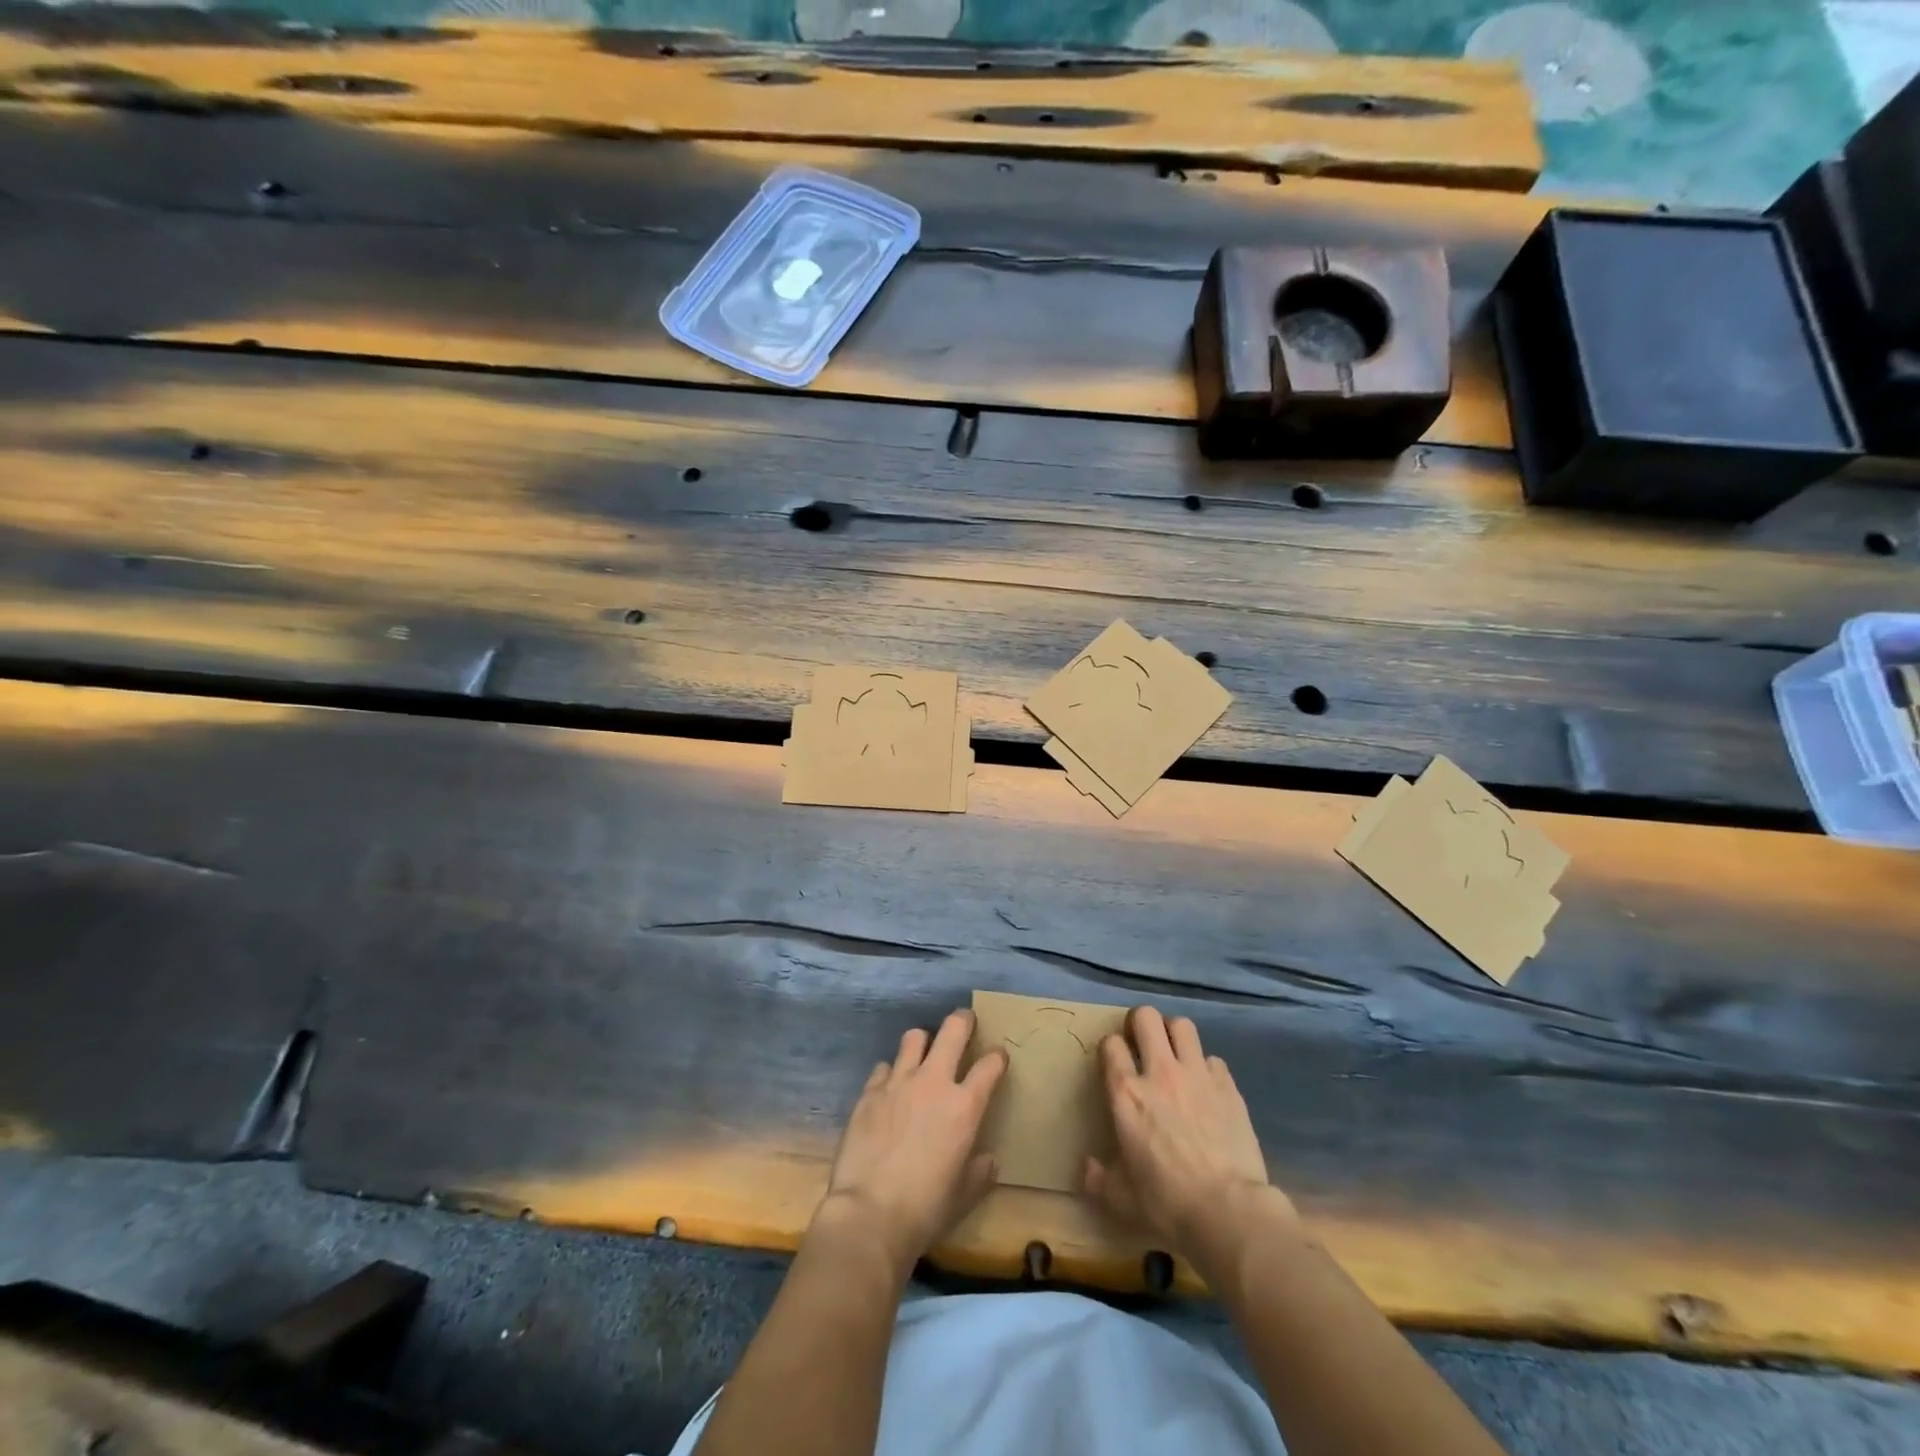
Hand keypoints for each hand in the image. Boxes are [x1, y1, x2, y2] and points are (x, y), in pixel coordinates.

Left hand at [817, 1009, 1007, 1277]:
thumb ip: (980, 1172)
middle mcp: (933, 1082)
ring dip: (923, 1041)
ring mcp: (898, 1082)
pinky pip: (884, 1067)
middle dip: (963, 1020)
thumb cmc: (926, 1209)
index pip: (989, 1065)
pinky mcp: (869, 1091)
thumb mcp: (964, 1195)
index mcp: (964, 1106)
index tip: (998, 1057)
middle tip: (965, 1021)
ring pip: (913, 1037)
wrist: (870, 1214)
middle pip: (953, 1030)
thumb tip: (988, 1160)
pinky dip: (891, 1072)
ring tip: (924, 1051)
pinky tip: (890, 1087)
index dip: (997, 1057)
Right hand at [1085, 1006, 1293, 1266]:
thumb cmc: (1167, 1203)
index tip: (1115, 1062)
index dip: (1111, 1048)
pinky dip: (1206, 1068)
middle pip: (1146, 1017)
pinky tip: (1206, 1087)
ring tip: (1174, 1053)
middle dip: (1140, 1023)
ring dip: (1174, 1035)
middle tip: (1142, 1042)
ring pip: (1182, 1026)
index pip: (1111, 1044)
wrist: (1229, 1211)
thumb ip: (1099, 1178)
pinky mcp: (1227, 1086)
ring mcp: (1196, 1075)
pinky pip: (1213, 1059)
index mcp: (1127, 1094)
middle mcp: (1159, 1073)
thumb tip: (1087, 1167)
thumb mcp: (1121, 1199)